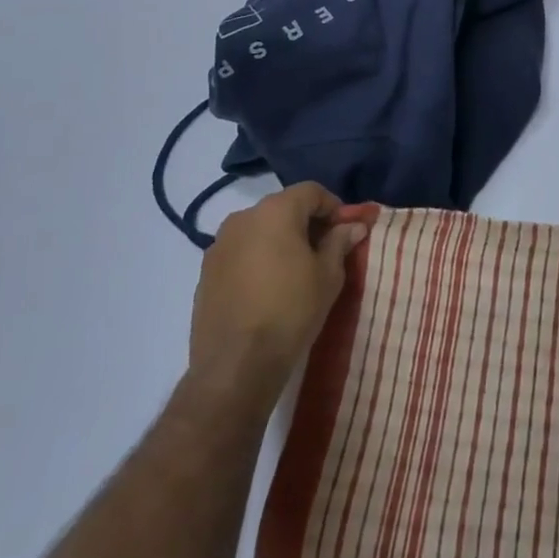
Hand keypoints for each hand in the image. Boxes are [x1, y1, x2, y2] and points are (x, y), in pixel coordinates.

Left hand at [188, 183, 369, 396]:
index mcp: (275, 211)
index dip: (333, 207)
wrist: (236, 366)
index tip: (345, 231)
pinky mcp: (204, 273)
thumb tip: (354, 225)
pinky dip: (258, 259)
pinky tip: (268, 288)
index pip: (312, 191)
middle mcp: (243, 218)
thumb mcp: (328, 275)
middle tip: (324, 250)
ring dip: (280, 240)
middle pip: (283, 208)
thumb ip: (340, 242)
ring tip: (295, 271)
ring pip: (259, 230)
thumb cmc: (291, 310)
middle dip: (306, 223)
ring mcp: (218, 245)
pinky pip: (240, 252)